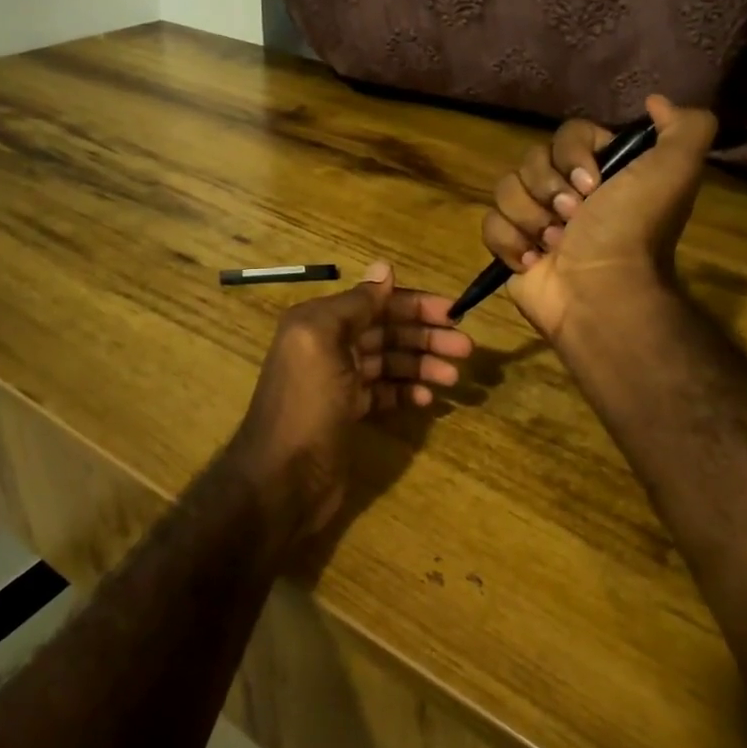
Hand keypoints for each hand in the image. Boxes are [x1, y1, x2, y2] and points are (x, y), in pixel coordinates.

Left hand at [231, 262, 472, 534]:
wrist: (281, 479)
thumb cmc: (305, 404)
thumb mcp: (323, 342)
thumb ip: (356, 304)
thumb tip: (385, 268)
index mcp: (320, 322)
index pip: (376, 303)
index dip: (415, 305)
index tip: (453, 313)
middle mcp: (329, 346)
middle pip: (386, 331)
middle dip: (425, 336)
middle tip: (465, 348)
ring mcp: (340, 381)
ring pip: (389, 362)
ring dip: (421, 365)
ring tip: (453, 377)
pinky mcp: (348, 412)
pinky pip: (384, 392)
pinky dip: (405, 391)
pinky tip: (426, 399)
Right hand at [481, 96, 716, 342]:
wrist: (601, 293)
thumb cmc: (632, 231)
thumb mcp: (676, 171)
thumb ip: (685, 127)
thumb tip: (655, 102)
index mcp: (602, 170)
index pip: (566, 133)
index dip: (573, 155)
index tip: (592, 185)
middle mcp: (567, 191)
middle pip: (531, 160)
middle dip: (549, 190)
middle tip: (574, 219)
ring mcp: (536, 220)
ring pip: (505, 189)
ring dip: (530, 218)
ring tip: (554, 245)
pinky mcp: (511, 248)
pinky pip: (490, 224)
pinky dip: (510, 242)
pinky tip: (534, 261)